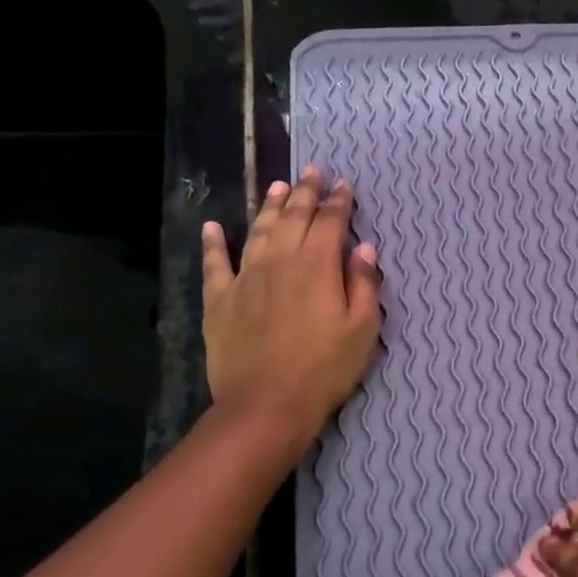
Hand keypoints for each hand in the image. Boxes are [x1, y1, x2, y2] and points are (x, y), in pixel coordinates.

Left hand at [199, 167, 381, 436]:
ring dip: (270, 206)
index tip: (346, 185)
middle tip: (313, 171)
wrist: (267, 404)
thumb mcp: (362, 330)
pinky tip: (213, 226)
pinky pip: (215, 263)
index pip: (331, 223)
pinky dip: (214, 242)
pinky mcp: (220, 299)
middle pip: (294, 218)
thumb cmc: (325, 369)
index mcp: (317, 267)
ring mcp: (245, 278)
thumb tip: (364, 249)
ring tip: (278, 187)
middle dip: (306, 192)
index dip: (340, 202)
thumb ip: (364, 285)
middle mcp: (280, 261)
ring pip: (259, 231)